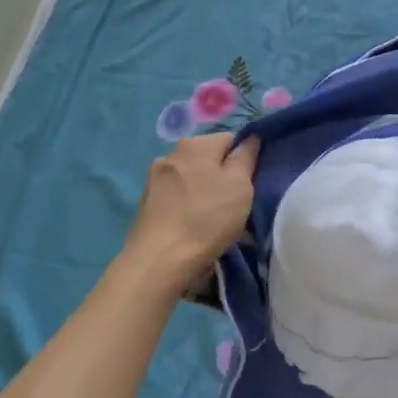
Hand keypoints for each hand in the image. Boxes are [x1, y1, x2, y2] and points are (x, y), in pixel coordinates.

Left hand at [126, 133, 259, 285]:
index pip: (230, 138)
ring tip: (212, 216)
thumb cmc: (207, 218)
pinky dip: (186, 203)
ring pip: (190, 176)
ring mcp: (154, 178)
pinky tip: (191, 224)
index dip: (245, 157)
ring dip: (202, 189)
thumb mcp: (240, 185)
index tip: (251, 182)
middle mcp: (171, 153)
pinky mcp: (146, 202)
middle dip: (221, 173)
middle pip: (207, 157)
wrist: (160, 259)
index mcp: (195, 144)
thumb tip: (250, 137)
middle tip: (234, 201)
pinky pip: (175, 195)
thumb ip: (246, 156)